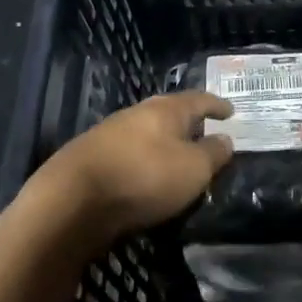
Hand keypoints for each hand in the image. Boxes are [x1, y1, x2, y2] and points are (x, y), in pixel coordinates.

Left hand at [20, 91, 234, 248]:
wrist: (70, 201)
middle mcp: (136, 113)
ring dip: (163, 141)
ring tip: (177, 156)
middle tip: (205, 132)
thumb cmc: (143, 179)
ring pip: (146, 132)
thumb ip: (213, 153)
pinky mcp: (89, 157)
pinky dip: (143, 159)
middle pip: (169, 112)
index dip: (217, 105)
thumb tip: (225, 139)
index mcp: (165, 110)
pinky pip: (127, 152)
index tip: (231, 112)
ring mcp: (109, 133)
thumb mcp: (193, 170)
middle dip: (188, 122)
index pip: (199, 100)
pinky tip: (144, 173)